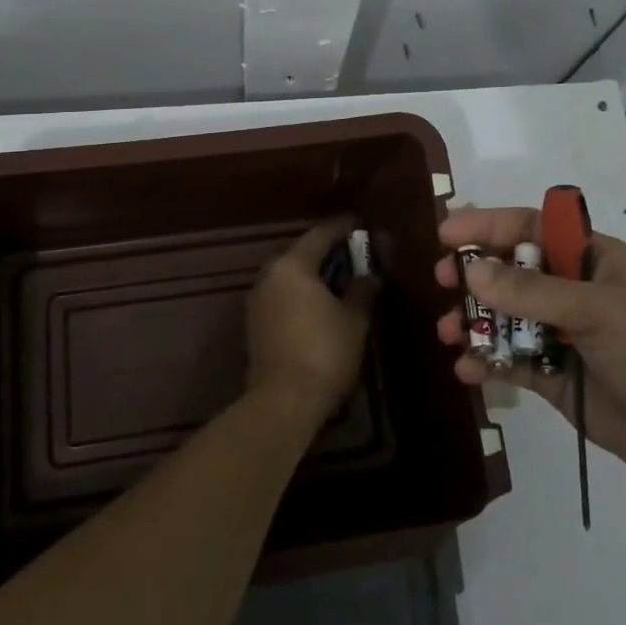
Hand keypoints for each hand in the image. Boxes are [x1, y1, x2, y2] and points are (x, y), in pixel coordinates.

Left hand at [246, 217, 378, 429]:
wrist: (283, 401)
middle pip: (300, 254)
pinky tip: (321, 305)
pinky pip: (282, 296)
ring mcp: (258, 301)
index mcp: (292, 266)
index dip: (341, 228)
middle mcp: (269, 276)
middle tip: (353, 253)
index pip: (320, 235)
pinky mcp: (255, 325)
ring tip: (340, 279)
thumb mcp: (354, 320)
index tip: (359, 223)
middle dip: (326, 252)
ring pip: (290, 276)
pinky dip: (301, 294)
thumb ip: (362, 291)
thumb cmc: (324, 352)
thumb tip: (369, 275)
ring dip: (313, 275)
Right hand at [435, 206, 625, 483]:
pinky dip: (487, 362)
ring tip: (449, 332)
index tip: (446, 235)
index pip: (531, 229)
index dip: (488, 226)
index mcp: (591, 259)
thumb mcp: (596, 310)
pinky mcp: (556, 377)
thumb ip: (531, 292)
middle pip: (511, 272)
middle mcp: (573, 291)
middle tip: (443, 281)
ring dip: (475, 322)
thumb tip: (470, 270)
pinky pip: (512, 361)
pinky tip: (468, 369)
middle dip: (475, 275)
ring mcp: (563, 334)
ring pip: (505, 318)